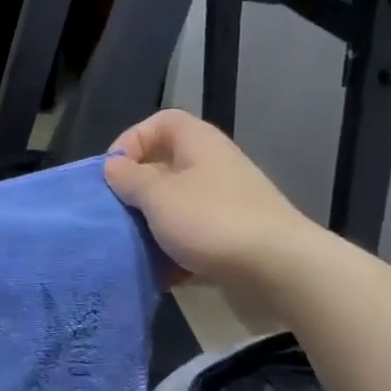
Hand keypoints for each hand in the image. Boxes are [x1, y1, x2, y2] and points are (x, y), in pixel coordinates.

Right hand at [102, 110, 329, 294]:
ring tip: (133, 243)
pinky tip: (160, 269)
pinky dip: (172, 249)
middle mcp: (213, 167)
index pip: (161, 122)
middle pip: (165, 166)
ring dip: (151, 223)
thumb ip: (130, 178)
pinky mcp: (229, 236)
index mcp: (199, 145)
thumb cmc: (211, 221)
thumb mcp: (158, 196)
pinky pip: (191, 234)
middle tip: (116, 211)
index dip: (132, 139)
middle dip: (136, 189)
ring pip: (175, 203)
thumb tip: (113, 165)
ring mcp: (224, 202)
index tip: (113, 171)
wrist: (277, 268)